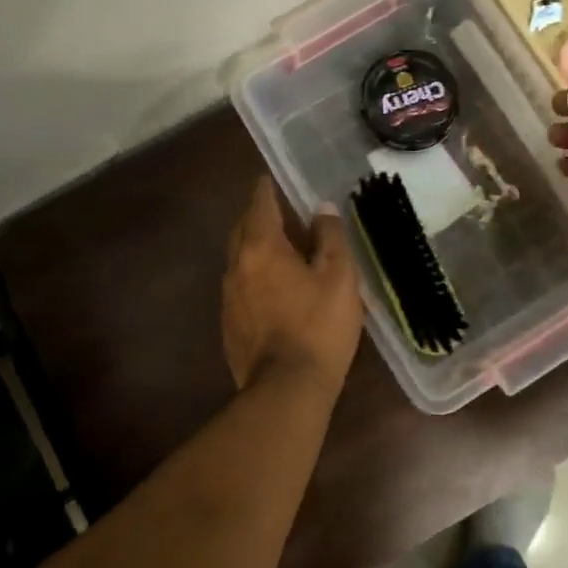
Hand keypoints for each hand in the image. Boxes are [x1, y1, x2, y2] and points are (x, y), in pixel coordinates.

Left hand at [222, 176, 363, 393]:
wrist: (287, 388)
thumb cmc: (319, 326)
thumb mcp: (339, 276)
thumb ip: (331, 237)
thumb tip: (322, 209)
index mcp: (262, 247)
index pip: (259, 204)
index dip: (267, 189)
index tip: (272, 179)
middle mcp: (237, 265)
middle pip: (241, 228)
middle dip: (257, 216)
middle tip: (280, 213)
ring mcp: (228, 297)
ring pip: (238, 258)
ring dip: (254, 247)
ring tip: (279, 250)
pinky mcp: (228, 324)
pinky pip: (239, 286)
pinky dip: (253, 276)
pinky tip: (272, 289)